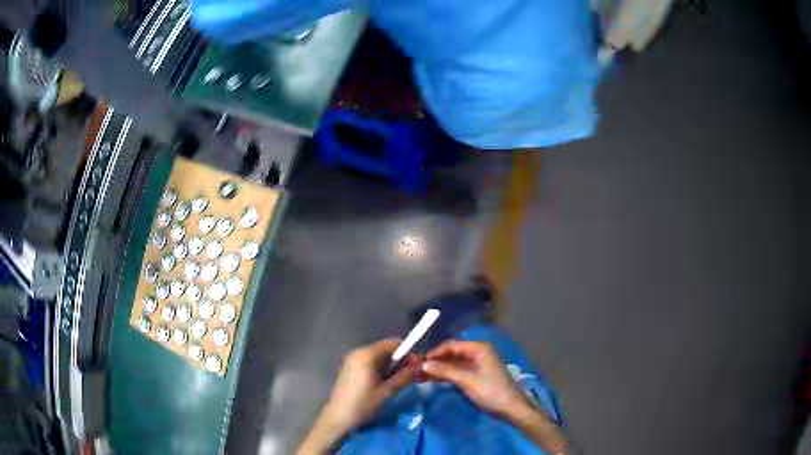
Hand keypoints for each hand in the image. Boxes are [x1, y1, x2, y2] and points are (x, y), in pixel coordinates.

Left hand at [324, 339, 419, 430]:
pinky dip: (379, 368)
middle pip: (385, 348)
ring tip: (395, 382)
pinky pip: (369, 361)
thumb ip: (405, 375)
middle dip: (399, 360)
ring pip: (378, 356)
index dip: (407, 352)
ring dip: (390, 365)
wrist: (339, 417)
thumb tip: (420, 364)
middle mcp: (358, 352)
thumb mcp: (388, 391)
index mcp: (367, 354)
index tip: (415, 367)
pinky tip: (381, 383)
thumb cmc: (364, 404)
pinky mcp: (349, 367)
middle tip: (408, 376)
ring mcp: (352, 359)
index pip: (394, 343)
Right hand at [423, 340, 527, 416]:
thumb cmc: (490, 391)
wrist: (510, 408)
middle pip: (452, 353)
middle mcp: (478, 352)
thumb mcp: (466, 380)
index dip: (435, 352)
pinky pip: (458, 370)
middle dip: (436, 360)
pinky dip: (447, 374)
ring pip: (454, 363)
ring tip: (421, 375)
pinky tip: (434, 380)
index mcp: (479, 348)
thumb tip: (423, 364)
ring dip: (440, 368)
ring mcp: (478, 364)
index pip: (451, 345)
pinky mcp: (477, 375)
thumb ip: (444, 371)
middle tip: (418, 369)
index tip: (419, 361)